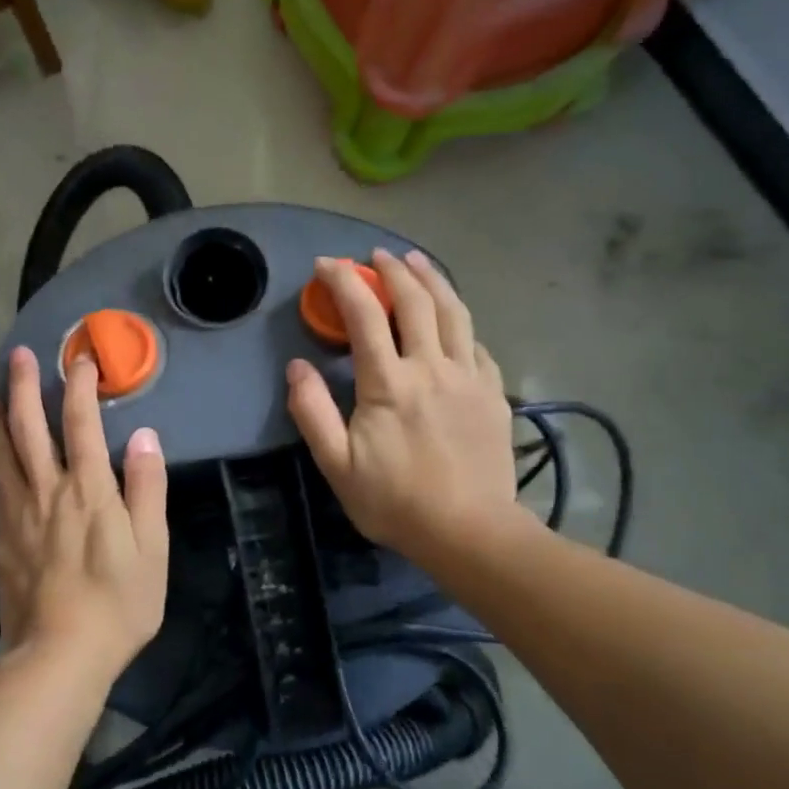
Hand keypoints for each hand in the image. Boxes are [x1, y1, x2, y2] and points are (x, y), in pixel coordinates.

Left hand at [0, 346, 168, 684]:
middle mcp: (47, 492)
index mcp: (88, 490)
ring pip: (1, 455)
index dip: (79, 386)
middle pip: (29, 429)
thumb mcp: (152, 548)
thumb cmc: (118, 603)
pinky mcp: (2, 540)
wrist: (59, 656)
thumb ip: (147, 488)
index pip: (82, 423)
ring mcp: (18, 515)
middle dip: (25, 387)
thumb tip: (144, 437)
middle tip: (18, 355)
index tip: (80, 358)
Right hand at [286, 249, 528, 571]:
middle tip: (375, 255)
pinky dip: (460, 322)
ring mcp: (468, 377)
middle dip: (392, 270)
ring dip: (433, 280)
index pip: (364, 315)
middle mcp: (431, 367)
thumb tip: (296, 367)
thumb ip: (312, 412)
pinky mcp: (493, 393)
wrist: (470, 533)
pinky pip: (477, 343)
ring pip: (454, 312)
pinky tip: (454, 320)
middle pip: (415, 301)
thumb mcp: (337, 465)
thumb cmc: (396, 501)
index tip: (326, 265)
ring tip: (418, 261)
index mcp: (389, 382)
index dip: (343, 282)